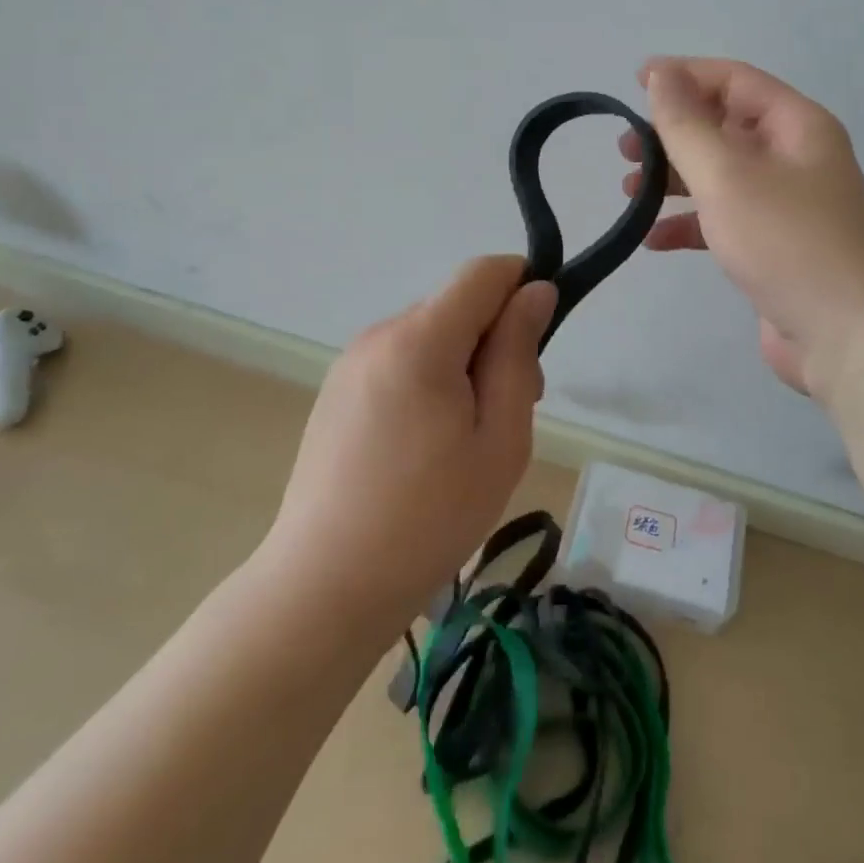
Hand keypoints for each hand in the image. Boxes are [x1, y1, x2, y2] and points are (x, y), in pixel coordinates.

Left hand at [262, 256, 556, 622]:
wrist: (323, 590)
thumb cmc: (429, 517)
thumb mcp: (500, 438)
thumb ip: (518, 354)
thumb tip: (536, 291)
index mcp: (420, 339)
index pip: (483, 272)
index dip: (522, 287)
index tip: (539, 342)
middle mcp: (379, 335)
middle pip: (458, 306)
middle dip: (497, 339)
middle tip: (511, 412)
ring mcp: (351, 363)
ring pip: (432, 335)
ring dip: (465, 365)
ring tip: (469, 440)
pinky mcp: (337, 392)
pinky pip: (402, 361)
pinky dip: (431, 382)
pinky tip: (428, 447)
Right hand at [621, 58, 863, 397]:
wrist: (848, 339)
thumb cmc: (787, 242)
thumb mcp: (727, 175)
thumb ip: (687, 124)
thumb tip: (661, 73)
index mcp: (797, 126)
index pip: (735, 80)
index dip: (684, 74)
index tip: (634, 81)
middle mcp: (796, 158)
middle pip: (725, 127)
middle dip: (673, 133)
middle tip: (625, 149)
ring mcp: (787, 205)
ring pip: (721, 175)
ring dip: (675, 179)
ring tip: (629, 191)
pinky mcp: (775, 247)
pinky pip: (725, 220)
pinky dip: (690, 224)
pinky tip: (653, 240)